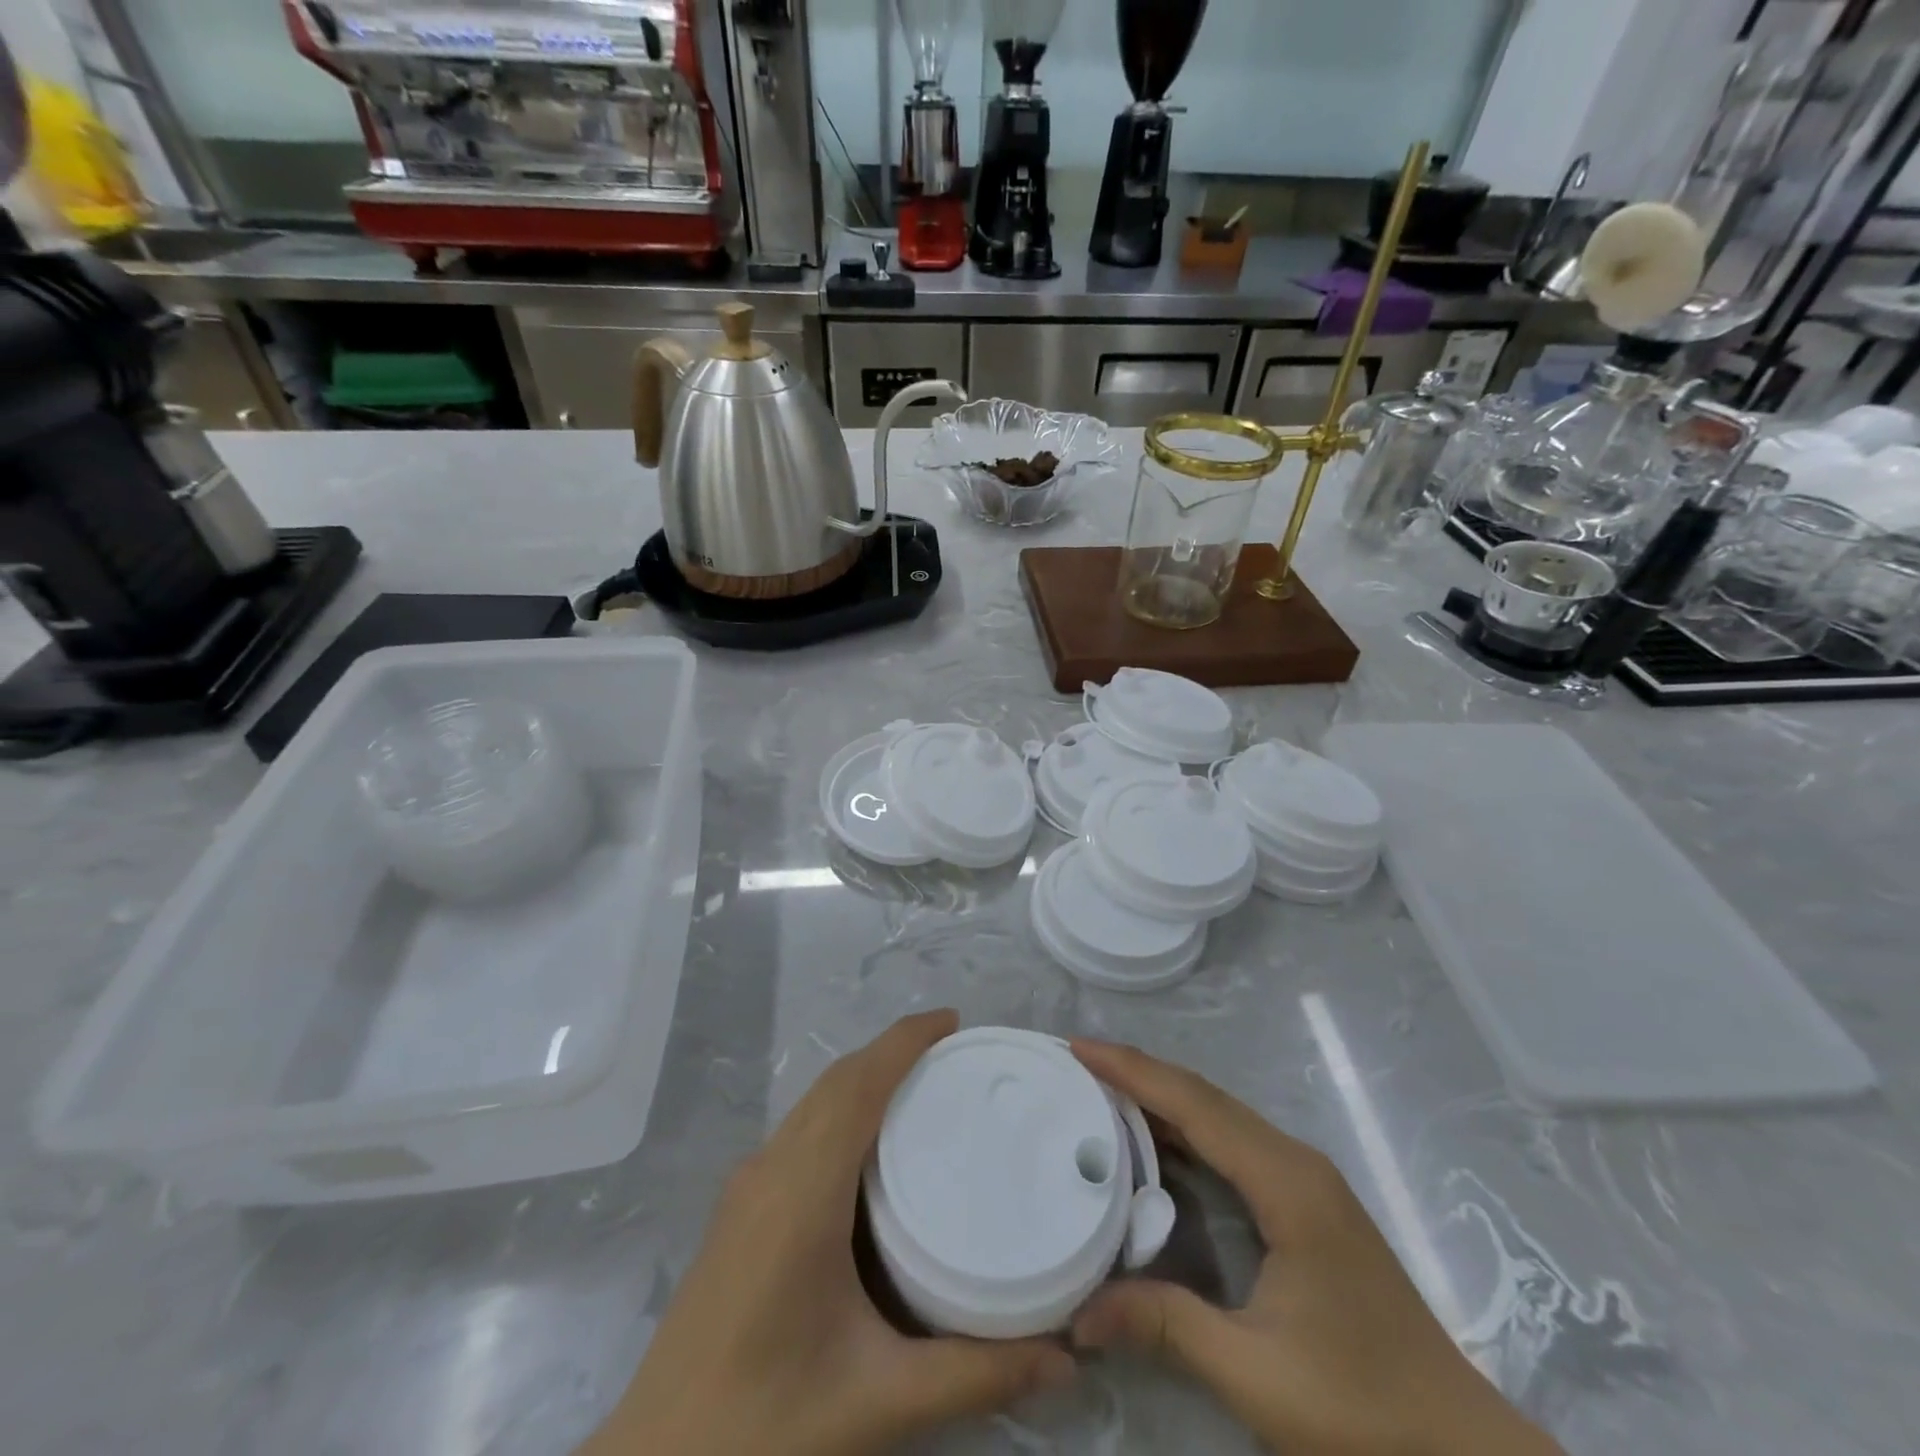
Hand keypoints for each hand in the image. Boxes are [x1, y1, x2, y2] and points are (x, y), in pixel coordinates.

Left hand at [584, 1011, 1075, 1455]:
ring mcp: (746, 1187)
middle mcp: (769, 1170)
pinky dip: (842, 1108)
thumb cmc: (764, 1427)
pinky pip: (800, 1130)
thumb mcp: (880, 1401)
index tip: (955, 1022)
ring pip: (814, 1102)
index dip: (904, 1041)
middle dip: (893, 1051)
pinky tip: (870, 1145)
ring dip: (865, 1077)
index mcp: (801, 1192)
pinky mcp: (738, 1210)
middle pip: (836, 1082)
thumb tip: (1066, 1359)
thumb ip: (975, 1374)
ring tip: (924, 1086)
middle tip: (955, 1054)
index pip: (857, 1086)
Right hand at [1069, 1041, 1560, 1455]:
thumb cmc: (1364, 1411)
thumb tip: (1078, 1314)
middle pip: (1205, 1096)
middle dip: (1139, 1071)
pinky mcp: (1306, 1202)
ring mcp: (1305, 1180)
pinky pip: (1233, 1142)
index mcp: (1286, 1183)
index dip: (1133, 1071)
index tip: (1078, 1049)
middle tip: (1078, 1060)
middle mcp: (1295, 1163)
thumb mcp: (1256, 1375)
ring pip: (1220, 1114)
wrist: (1463, 1452)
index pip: (1195, 1105)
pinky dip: (1186, 1128)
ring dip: (1161, 1095)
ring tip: (1102, 1087)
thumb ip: (1165, 1327)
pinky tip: (1155, 1141)